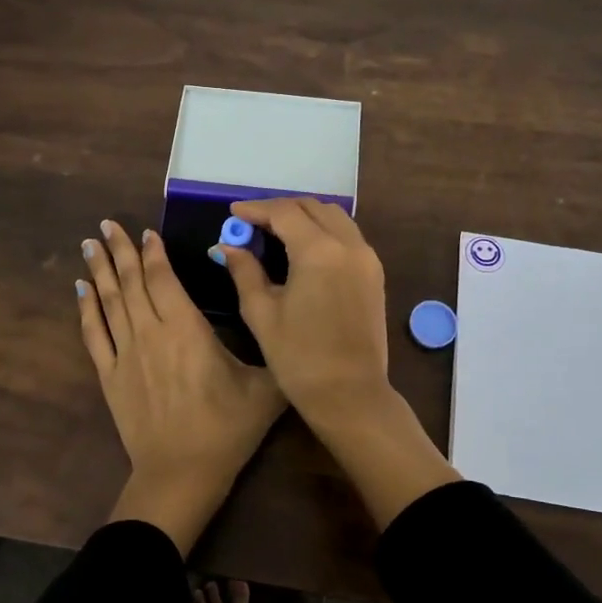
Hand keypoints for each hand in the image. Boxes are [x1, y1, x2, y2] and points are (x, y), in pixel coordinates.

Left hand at [79, 219, 285, 554]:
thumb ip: (274, 352)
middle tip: (106, 223)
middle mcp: (151, 332)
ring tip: (88, 243)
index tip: (145, 232)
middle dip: (119, 249)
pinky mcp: (110, 376)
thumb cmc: (226, 429)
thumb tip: (286, 323)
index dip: (153, 253)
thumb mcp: (266, 389)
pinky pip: (94, 334)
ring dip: (99, 270)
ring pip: (109, 301)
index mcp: (187, 329)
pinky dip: (86, 308)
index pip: (163, 279)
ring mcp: (126, 353)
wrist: (181, 474)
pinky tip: (80, 289)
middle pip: (131, 282)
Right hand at [213, 197, 392, 429]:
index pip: (285, 212)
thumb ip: (244, 271)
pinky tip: (303, 249)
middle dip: (281, 209)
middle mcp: (349, 245)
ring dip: (305, 216)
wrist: (350, 394)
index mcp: (319, 251)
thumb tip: (227, 246)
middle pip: (313, 207)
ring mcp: (367, 259)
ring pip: (335, 218)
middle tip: (253, 223)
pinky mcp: (374, 274)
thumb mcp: (262, 312)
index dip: (256, 209)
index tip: (234, 213)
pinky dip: (324, 231)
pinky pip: (348, 236)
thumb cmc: (299, 357)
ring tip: (276, 232)